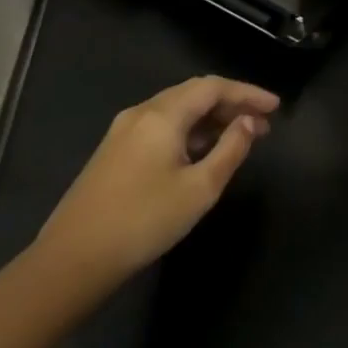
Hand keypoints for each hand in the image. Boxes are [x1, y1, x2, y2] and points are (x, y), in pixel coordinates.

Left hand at [40, 76, 278, 280]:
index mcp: (163, 114)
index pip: (213, 87)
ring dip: (210, 118)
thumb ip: (230, 150)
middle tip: (262, 123)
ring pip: (177, 110)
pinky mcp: (114, 151)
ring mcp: (124, 131)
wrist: (72, 259)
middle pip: (194, 93)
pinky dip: (189, 130)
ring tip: (240, 137)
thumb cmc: (144, 221)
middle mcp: (142, 112)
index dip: (248, 93)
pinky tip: (203, 151)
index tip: (276, 107)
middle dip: (231, 104)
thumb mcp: (199, 189)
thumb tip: (250, 123)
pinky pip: (161, 126)